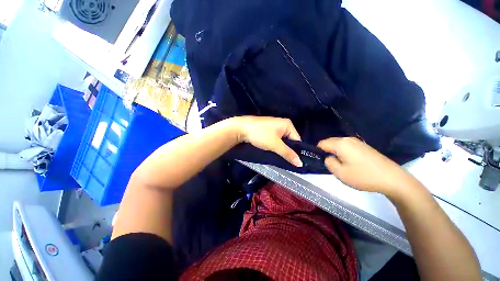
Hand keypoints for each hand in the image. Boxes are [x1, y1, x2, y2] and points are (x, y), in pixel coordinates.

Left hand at [230, 116, 302, 166]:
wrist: (241, 129)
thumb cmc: (260, 134)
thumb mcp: (275, 145)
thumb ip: (287, 153)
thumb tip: (300, 163)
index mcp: (287, 124)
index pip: (297, 140)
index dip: (296, 151)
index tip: (294, 162)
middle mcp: (282, 124)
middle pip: (289, 141)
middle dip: (287, 150)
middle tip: (287, 161)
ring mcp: (274, 127)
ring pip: (281, 141)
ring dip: (280, 149)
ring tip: (280, 158)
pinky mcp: (267, 131)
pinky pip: (275, 140)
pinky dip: (275, 146)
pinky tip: (273, 152)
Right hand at [318, 137, 417, 195]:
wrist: (392, 178)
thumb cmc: (364, 176)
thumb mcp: (340, 173)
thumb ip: (329, 163)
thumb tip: (328, 157)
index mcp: (341, 144)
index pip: (321, 143)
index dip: (318, 152)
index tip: (321, 161)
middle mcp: (348, 139)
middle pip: (330, 142)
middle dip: (327, 152)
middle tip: (331, 165)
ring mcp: (357, 142)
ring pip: (338, 145)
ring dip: (335, 153)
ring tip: (341, 165)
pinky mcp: (364, 146)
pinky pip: (347, 147)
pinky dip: (343, 153)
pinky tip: (351, 163)